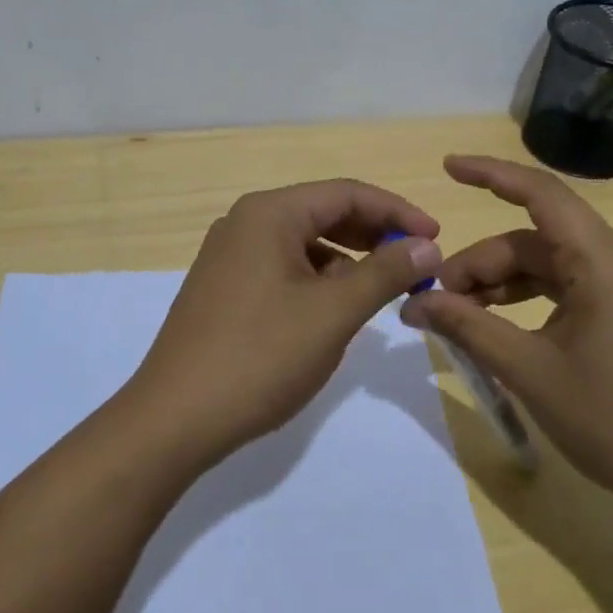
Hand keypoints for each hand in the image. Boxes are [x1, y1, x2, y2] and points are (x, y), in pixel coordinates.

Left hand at [128, 180, 442, 463]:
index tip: (437, 239)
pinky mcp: (224, 288)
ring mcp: (229, 256)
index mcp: (269, 213)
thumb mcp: (333, 312)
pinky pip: (283, 268)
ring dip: (347, 260)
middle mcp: (245, 223)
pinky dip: (317, 280)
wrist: (175, 418)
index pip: (346, 193)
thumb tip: (427, 244)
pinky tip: (335, 310)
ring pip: (304, 244)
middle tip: (416, 264)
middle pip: (324, 213)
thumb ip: (384, 272)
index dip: (397, 212)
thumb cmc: (260, 356)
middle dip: (374, 236)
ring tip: (381, 290)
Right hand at [398, 155, 612, 518]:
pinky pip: (573, 284)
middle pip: (536, 240)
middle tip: (437, 300)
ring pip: (552, 264)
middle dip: (482, 264)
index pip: (540, 193)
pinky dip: (533, 297)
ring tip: (461, 314)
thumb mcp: (528, 370)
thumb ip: (468, 326)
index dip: (489, 174)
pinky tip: (502, 324)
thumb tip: (414, 303)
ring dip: (504, 283)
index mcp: (605, 260)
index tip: (448, 168)